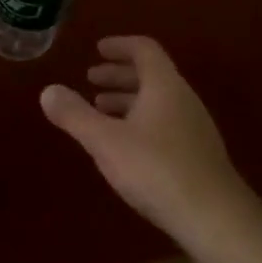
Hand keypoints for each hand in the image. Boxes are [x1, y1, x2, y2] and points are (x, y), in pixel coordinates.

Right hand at [40, 35, 255, 240]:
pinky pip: (164, 122)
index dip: (120, 46)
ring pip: (157, 101)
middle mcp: (183, 99)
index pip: (144, 50)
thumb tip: (47, 90)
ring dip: (128, 100)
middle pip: (151, 75)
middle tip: (91, 79)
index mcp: (164, 86)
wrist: (213, 217)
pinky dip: (139, 120)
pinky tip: (124, 144)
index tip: (98, 49)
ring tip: (100, 110)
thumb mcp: (105, 141)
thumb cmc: (156, 169)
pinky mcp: (197, 154)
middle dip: (119, 74)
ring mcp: (194, 127)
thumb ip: (75, 115)